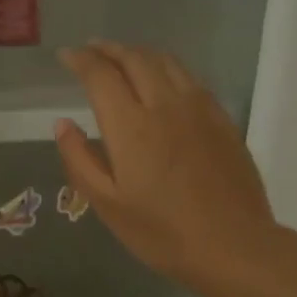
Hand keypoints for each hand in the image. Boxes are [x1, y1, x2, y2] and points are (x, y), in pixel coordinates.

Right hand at [54, 43, 284, 296]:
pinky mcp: (222, 120)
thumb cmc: (162, 233)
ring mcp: (199, 109)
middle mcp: (165, 105)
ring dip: (138, 52)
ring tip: (122, 56)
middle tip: (90, 49)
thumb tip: (62, 124)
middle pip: (135, 59)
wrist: (234, 246)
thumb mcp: (107, 205)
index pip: (101, 75)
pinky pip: (190, 78)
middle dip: (108, 49)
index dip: (80, 60)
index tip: (66, 56)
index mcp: (131, 126)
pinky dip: (167, 67)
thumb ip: (79, 160)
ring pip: (166, 62)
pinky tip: (162, 80)